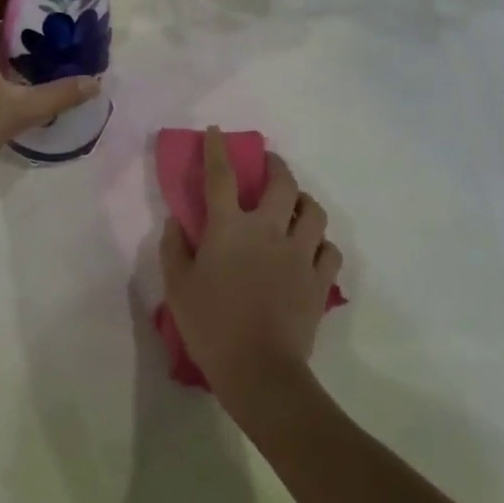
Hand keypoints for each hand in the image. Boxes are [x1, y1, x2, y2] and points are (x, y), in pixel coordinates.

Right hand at [161, 127, 341, 405]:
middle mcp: (268, 230)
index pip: (221, 175)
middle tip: (269, 165)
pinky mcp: (319, 280)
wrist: (260, 370)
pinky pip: (330, 250)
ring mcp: (299, 254)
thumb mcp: (177, 287)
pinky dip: (321, 243)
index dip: (217, 148)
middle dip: (276, 165)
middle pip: (282, 183)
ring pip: (313, 211)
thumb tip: (177, 221)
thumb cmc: (211, 326)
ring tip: (295, 205)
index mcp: (229, 228)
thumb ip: (174, 248)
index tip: (217, 131)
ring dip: (303, 201)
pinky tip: (312, 248)